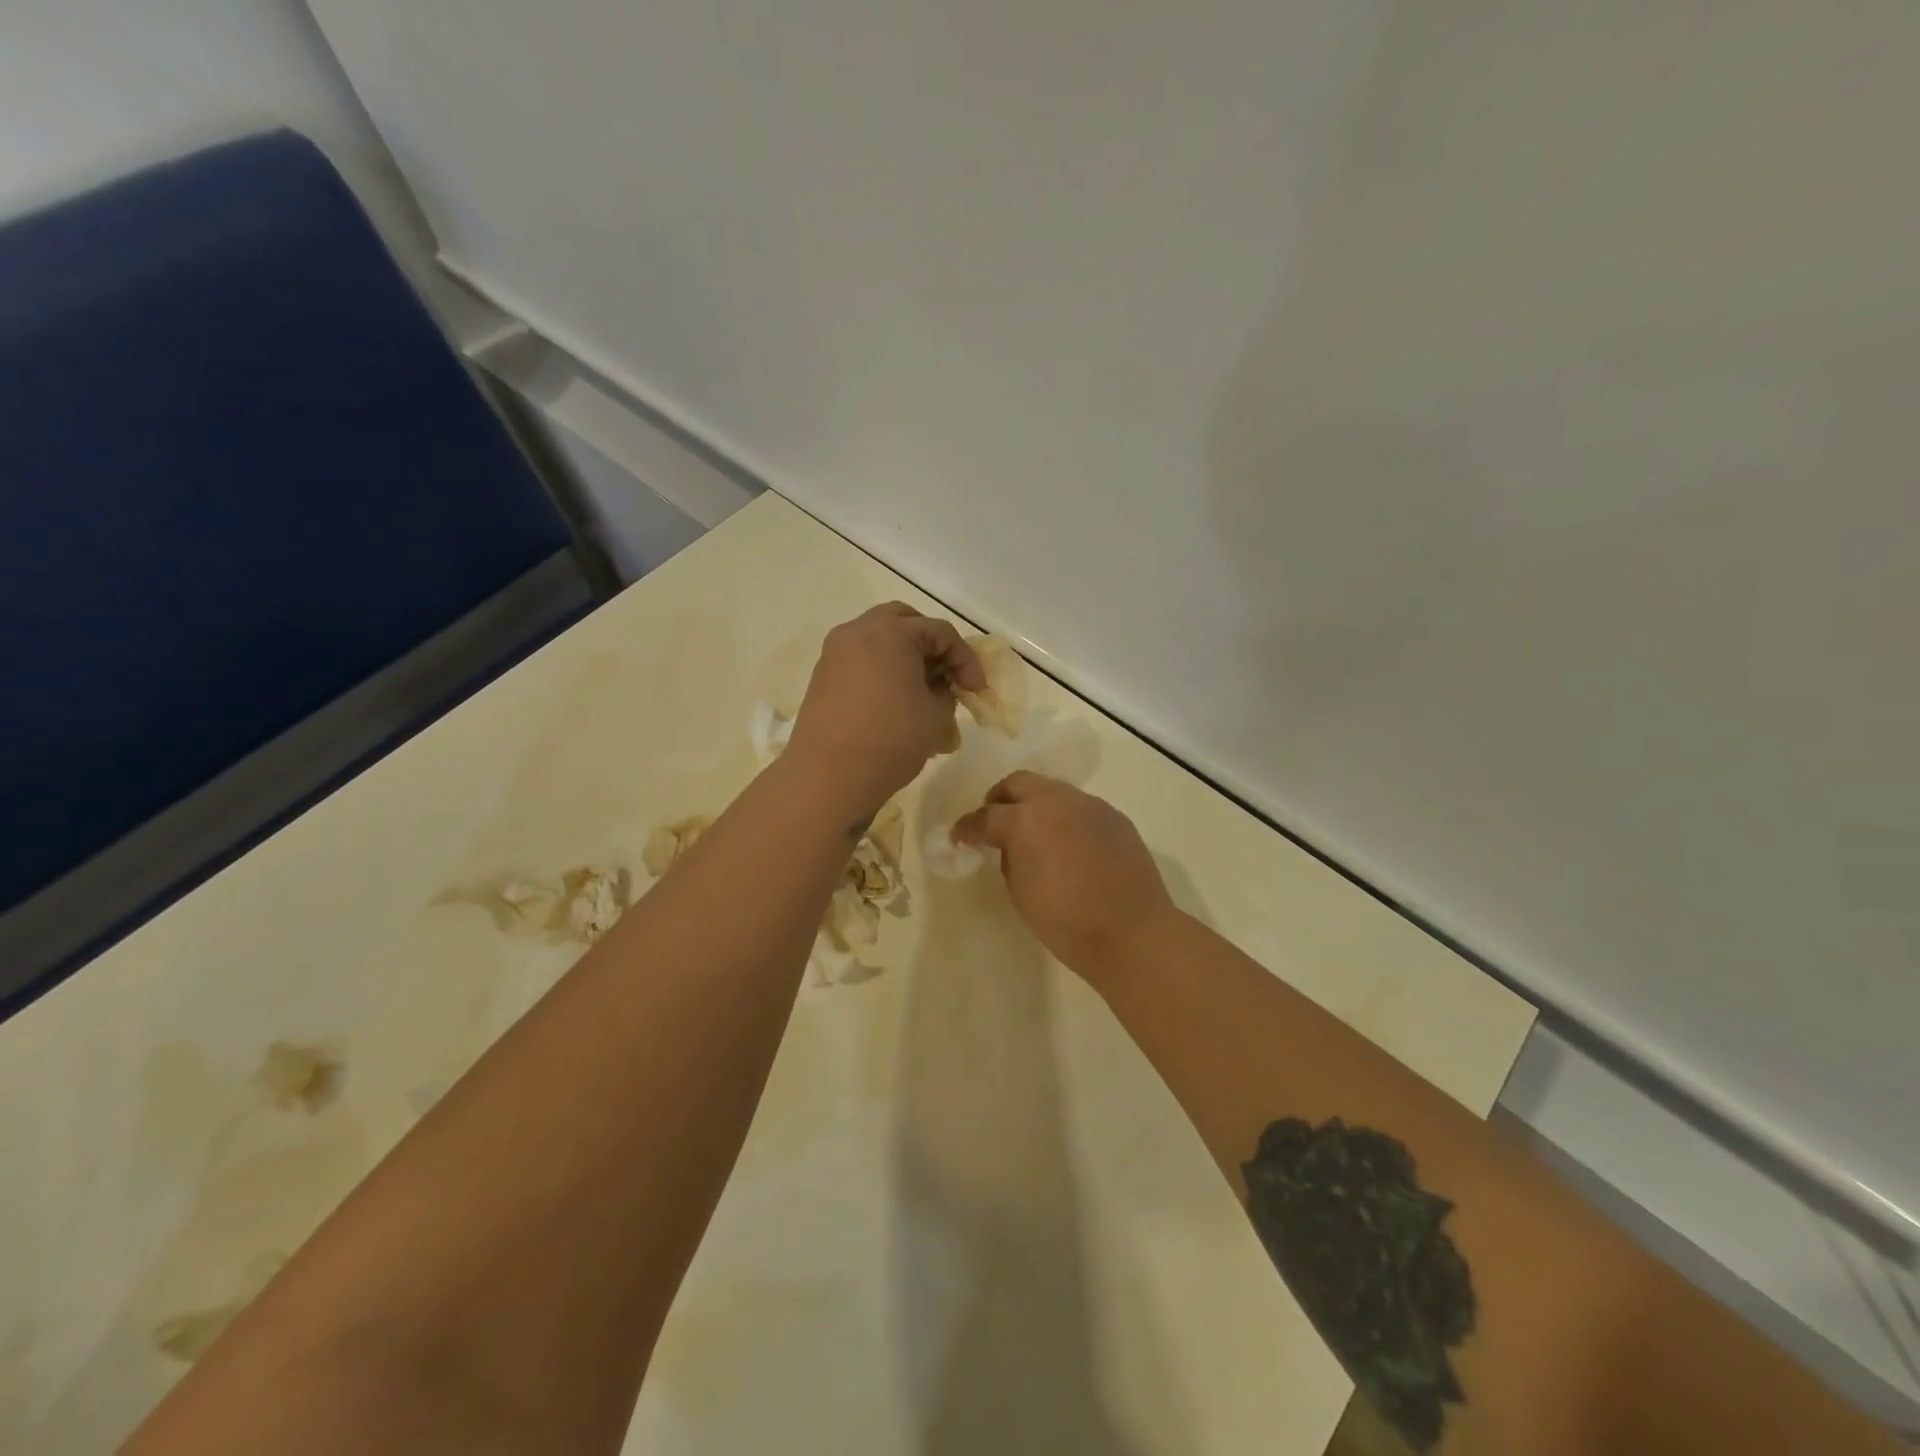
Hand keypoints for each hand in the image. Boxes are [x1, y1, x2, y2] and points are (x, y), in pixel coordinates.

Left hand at [786, 603, 984, 814]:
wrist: (828, 777)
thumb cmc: (890, 740)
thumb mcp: (936, 715)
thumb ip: (945, 691)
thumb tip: (937, 686)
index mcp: (891, 632)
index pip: (941, 632)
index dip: (966, 660)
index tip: (976, 690)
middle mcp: (858, 631)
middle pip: (904, 621)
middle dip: (931, 644)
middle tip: (946, 674)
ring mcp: (835, 653)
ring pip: (879, 638)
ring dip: (904, 656)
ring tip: (921, 689)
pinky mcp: (823, 676)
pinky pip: (860, 659)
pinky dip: (882, 669)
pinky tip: (894, 701)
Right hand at [953, 771, 1177, 981]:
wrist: (1132, 933)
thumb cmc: (1067, 921)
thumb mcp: (1020, 892)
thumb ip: (1009, 858)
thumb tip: (1010, 846)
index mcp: (1026, 820)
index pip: (986, 816)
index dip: (968, 828)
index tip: (960, 837)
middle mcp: (1057, 801)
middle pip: (1019, 783)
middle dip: (1000, 799)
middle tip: (994, 821)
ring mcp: (1090, 805)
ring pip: (1053, 790)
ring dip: (1035, 805)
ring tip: (1033, 833)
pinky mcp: (1115, 817)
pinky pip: (1080, 807)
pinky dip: (1064, 817)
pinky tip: (1067, 844)